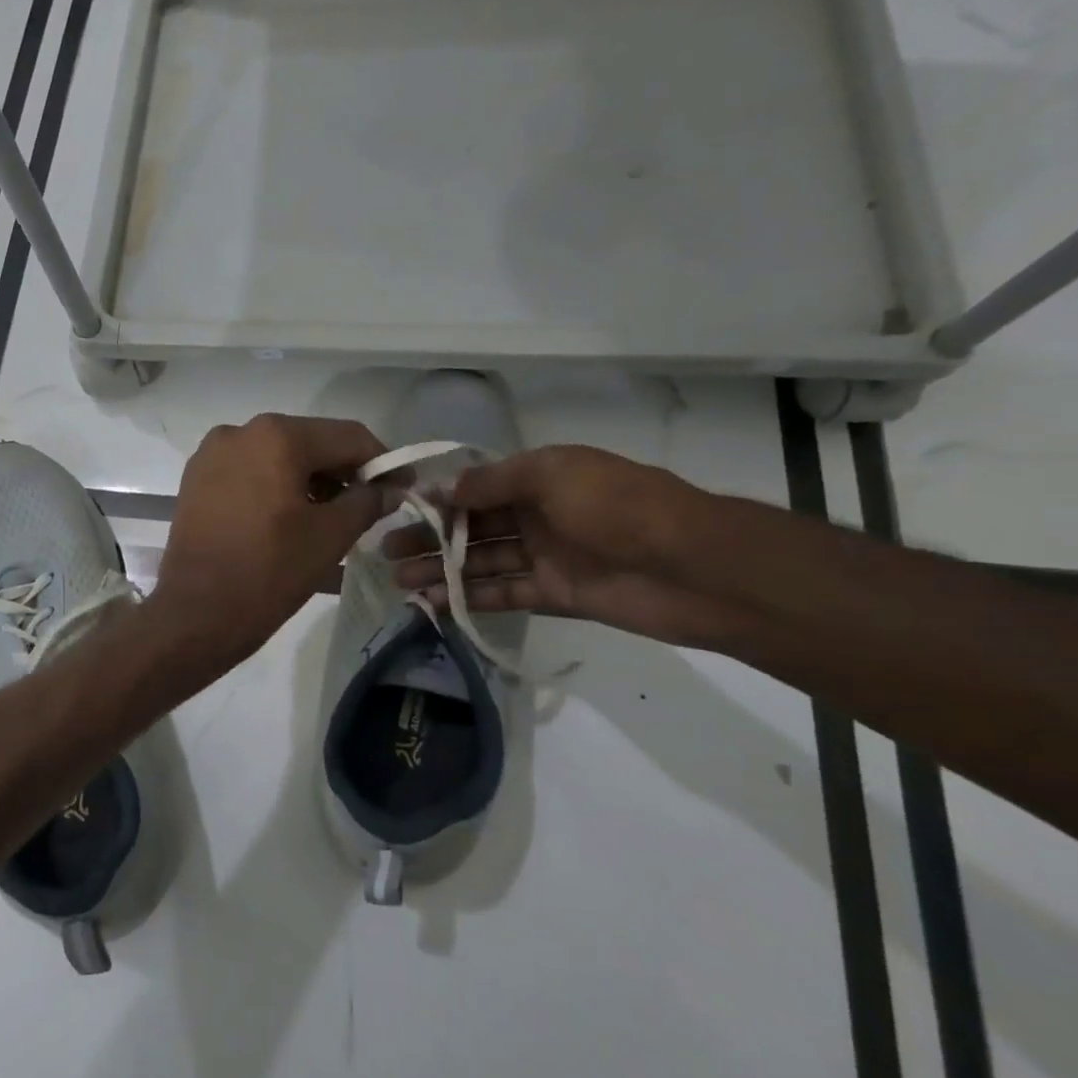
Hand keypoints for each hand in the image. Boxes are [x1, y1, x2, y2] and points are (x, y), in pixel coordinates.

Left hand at [153, 414, 392, 668]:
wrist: (195, 615)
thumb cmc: (269, 572)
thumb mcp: (331, 536)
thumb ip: (367, 502)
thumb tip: (390, 488)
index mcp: (277, 436)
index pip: (348, 437)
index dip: (382, 461)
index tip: (403, 488)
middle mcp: (241, 430)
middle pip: (310, 441)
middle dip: (343, 471)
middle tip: (368, 505)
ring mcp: (212, 453)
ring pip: (278, 455)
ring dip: (309, 479)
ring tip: (329, 516)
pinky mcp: (196, 478)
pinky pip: (249, 470)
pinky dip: (275, 485)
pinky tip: (288, 516)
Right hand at [384, 445, 732, 647]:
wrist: (691, 567)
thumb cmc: (617, 505)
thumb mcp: (551, 474)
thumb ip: (493, 482)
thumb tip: (444, 489)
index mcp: (540, 478)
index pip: (477, 487)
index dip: (439, 499)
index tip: (399, 510)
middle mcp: (538, 514)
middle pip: (473, 526)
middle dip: (430, 537)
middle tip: (386, 551)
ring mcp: (546, 556)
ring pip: (482, 562)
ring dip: (441, 570)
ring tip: (398, 580)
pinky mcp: (555, 595)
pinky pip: (504, 594)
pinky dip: (471, 597)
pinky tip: (434, 602)